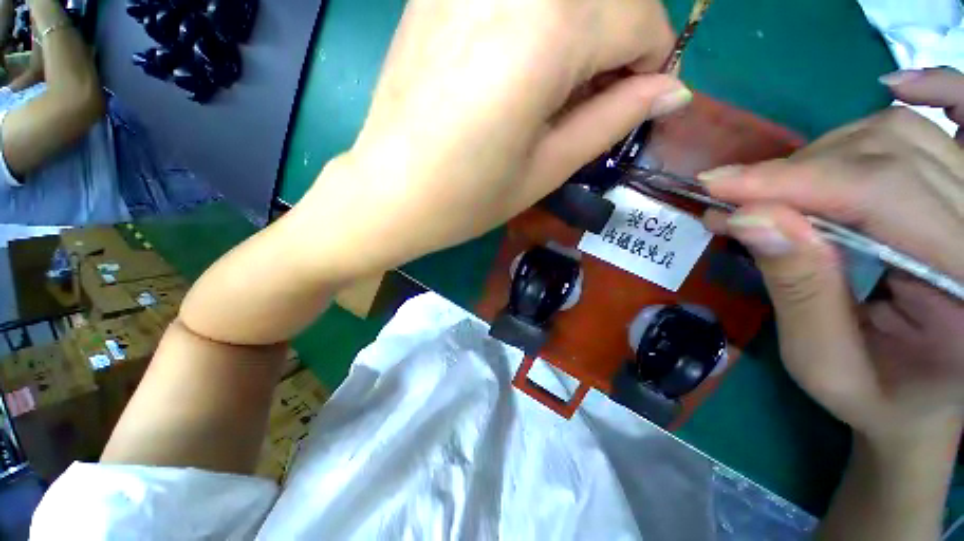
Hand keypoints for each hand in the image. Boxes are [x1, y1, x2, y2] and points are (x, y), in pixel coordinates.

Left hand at [289, 0, 688, 278]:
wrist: (390, 193)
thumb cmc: (468, 197)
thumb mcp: (547, 169)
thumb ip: (612, 121)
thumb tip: (670, 91)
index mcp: (548, 32)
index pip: (642, 16)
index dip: (650, 61)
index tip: (633, 100)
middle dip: (618, 40)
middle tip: (593, 95)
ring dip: (580, 30)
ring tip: (554, 88)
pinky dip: (538, 22)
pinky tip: (514, 67)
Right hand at [699, 67, 963, 444]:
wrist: (929, 401)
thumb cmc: (879, 396)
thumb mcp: (826, 363)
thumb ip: (798, 289)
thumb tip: (750, 218)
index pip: (882, 193)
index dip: (793, 180)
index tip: (717, 186)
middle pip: (889, 154)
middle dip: (797, 171)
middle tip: (734, 199)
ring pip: (902, 135)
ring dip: (826, 154)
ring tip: (778, 189)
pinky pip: (959, 118)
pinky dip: (933, 91)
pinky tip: (896, 87)